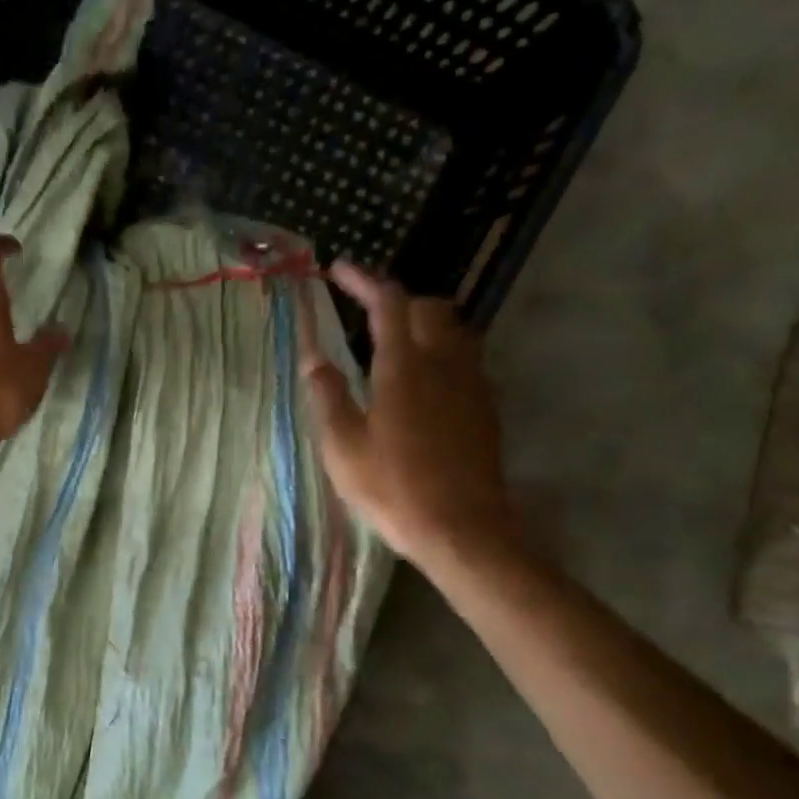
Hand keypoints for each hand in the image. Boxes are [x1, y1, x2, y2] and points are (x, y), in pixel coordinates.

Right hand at [300, 262, 520, 570]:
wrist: (462, 528)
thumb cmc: (393, 487)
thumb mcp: (343, 446)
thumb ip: (328, 396)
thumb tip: (313, 357)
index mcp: (404, 366)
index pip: (388, 302)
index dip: (363, 280)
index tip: (339, 269)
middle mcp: (444, 363)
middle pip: (429, 307)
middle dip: (397, 300)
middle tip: (367, 313)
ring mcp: (471, 384)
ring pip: (454, 330)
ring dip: (424, 324)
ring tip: (395, 344)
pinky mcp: (485, 408)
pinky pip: (465, 360)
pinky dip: (441, 353)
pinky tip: (423, 383)